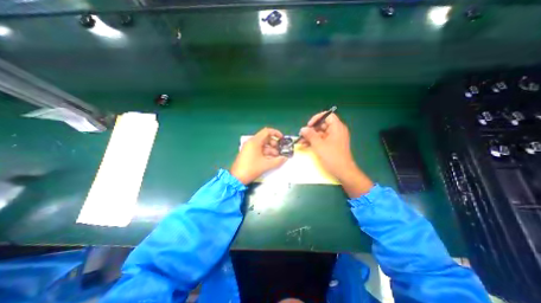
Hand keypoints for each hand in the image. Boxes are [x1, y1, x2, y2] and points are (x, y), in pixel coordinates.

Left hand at [229, 125, 286, 182]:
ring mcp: (249, 148)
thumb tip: (285, 158)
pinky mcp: (248, 153)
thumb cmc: (251, 169)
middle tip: (279, 151)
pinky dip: (265, 153)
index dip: (276, 133)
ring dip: (271, 150)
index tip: (282, 139)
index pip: (267, 131)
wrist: (237, 178)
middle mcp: (251, 142)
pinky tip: (270, 160)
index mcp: (255, 141)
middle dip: (274, 144)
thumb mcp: (266, 165)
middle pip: (265, 139)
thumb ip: (278, 161)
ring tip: (276, 158)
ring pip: (263, 145)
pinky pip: (259, 150)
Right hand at [300, 111, 372, 196]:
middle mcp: (336, 131)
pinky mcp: (331, 145)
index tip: (309, 125)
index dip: (317, 118)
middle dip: (311, 130)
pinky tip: (306, 145)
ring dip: (310, 137)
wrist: (343, 171)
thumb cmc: (332, 157)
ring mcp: (334, 138)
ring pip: (320, 133)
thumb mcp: (319, 145)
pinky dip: (314, 141)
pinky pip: (322, 139)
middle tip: (302, 135)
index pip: (327, 116)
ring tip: (301, 141)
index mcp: (337, 127)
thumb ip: (310, 135)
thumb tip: (303, 129)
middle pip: (322, 125)